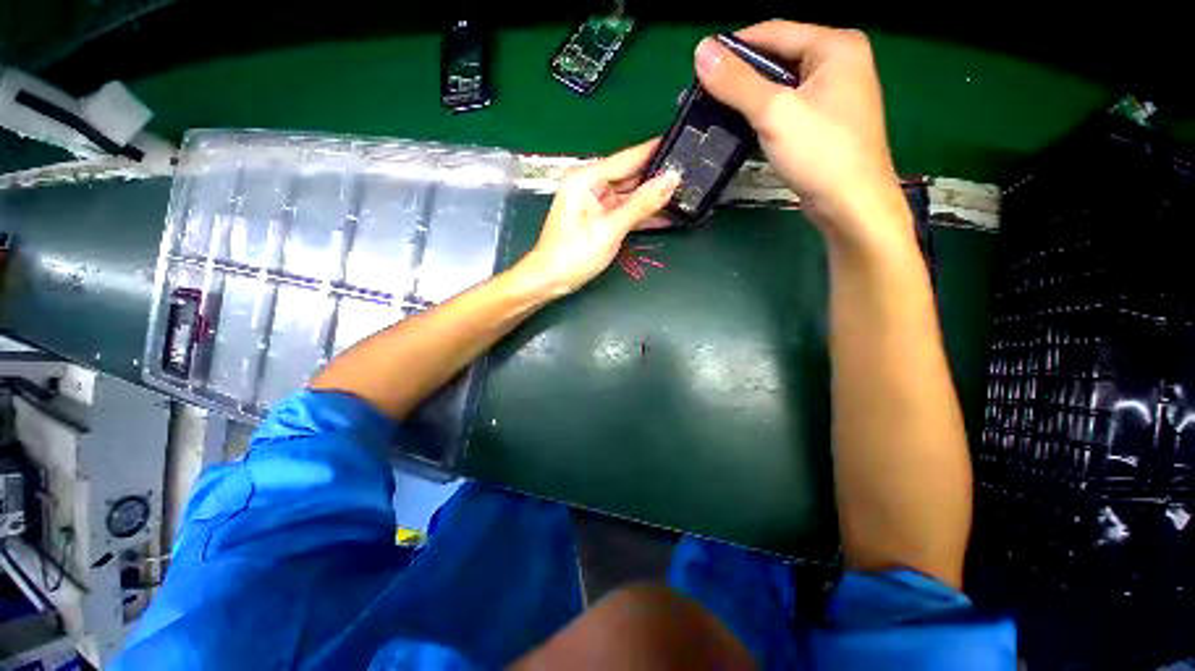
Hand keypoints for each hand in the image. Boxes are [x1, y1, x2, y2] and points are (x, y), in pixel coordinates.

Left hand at [519, 140, 679, 295]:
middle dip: (658, 178)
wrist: (551, 280)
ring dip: (653, 199)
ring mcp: (596, 203)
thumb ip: (642, 204)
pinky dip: (642, 215)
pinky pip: (625, 212)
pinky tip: (665, 216)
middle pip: (630, 176)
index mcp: (587, 178)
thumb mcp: (610, 228)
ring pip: (630, 195)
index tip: (683, 143)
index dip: (655, 151)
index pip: (628, 158)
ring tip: (685, 194)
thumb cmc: (574, 254)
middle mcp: (591, 185)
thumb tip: (672, 179)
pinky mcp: (599, 219)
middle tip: (691, 174)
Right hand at [695, 21, 910, 246]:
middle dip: (740, 77)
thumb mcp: (774, 113)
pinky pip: (787, 109)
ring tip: (715, 112)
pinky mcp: (824, 123)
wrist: (851, 205)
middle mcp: (838, 63)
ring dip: (748, 99)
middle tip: (704, 96)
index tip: (700, 67)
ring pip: (780, 86)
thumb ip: (737, 82)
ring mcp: (834, 95)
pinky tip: (741, 128)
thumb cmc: (819, 153)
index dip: (734, 48)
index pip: (773, 33)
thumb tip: (701, 51)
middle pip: (777, 59)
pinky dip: (763, 116)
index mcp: (835, 46)